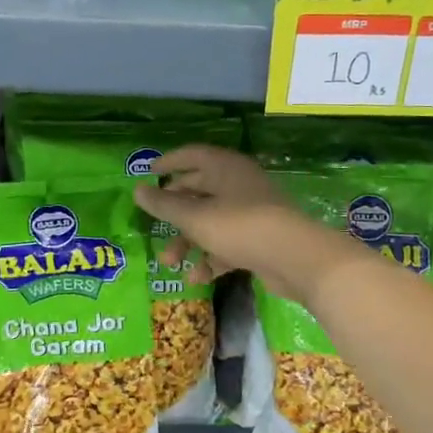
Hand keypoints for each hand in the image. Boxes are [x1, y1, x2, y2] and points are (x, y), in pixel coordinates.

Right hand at [133, 145, 352, 303]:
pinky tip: (197, 278)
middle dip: (174, 211)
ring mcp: (251, 212)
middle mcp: (238, 184)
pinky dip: (211, 257)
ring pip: (211, 221)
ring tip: (169, 262)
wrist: (295, 257)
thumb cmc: (239, 226)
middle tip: (154, 224)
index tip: (150, 172)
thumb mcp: (195, 216)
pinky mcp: (260, 239)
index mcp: (225, 168)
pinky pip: (227, 244)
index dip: (170, 162)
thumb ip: (164, 205)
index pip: (192, 155)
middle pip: (199, 190)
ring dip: (188, 241)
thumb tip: (137, 190)